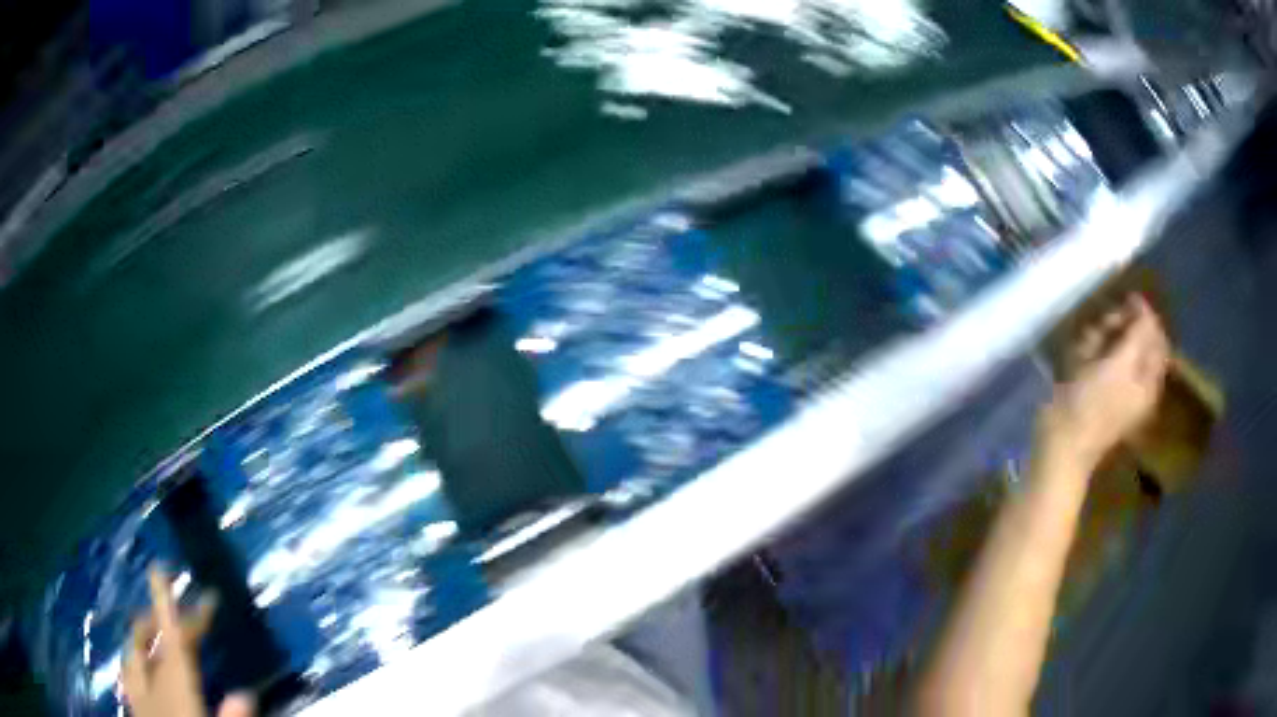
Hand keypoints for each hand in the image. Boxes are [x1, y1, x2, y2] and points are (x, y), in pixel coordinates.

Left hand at [122, 567, 254, 716]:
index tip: (164, 570)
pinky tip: (136, 665)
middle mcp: (150, 682)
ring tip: (153, 630)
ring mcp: (137, 693)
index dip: (166, 603)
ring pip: (132, 653)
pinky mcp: (133, 705)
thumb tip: (246, 692)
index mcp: (173, 685)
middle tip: (182, 613)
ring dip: (143, 636)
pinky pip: (127, 674)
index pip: (171, 638)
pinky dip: (133, 661)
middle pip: (150, 640)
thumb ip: (231, 716)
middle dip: (162, 619)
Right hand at [1038, 294, 1169, 471]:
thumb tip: (1146, 308)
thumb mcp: (1122, 364)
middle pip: (1134, 338)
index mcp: (1149, 380)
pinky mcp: (1092, 388)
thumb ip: (1139, 334)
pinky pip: (1095, 357)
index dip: (1144, 317)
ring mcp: (1113, 385)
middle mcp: (1135, 381)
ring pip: (1112, 344)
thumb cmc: (1093, 404)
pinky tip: (1078, 358)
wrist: (1060, 443)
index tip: (1126, 300)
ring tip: (1086, 346)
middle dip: (1118, 327)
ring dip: (1099, 338)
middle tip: (1103, 328)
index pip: (1155, 338)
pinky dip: (1087, 351)